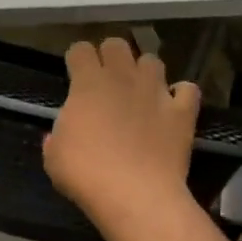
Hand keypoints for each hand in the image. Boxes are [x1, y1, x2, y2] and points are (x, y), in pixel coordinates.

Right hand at [43, 38, 200, 233]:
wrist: (136, 195)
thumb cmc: (86, 174)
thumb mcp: (54, 158)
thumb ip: (56, 138)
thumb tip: (57, 135)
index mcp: (88, 83)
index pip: (80, 50)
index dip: (76, 60)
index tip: (73, 75)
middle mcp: (123, 78)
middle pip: (117, 45)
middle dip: (109, 56)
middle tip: (105, 81)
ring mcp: (156, 92)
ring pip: (152, 60)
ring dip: (143, 71)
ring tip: (139, 91)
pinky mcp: (182, 112)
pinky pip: (187, 90)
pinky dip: (180, 95)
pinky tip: (172, 106)